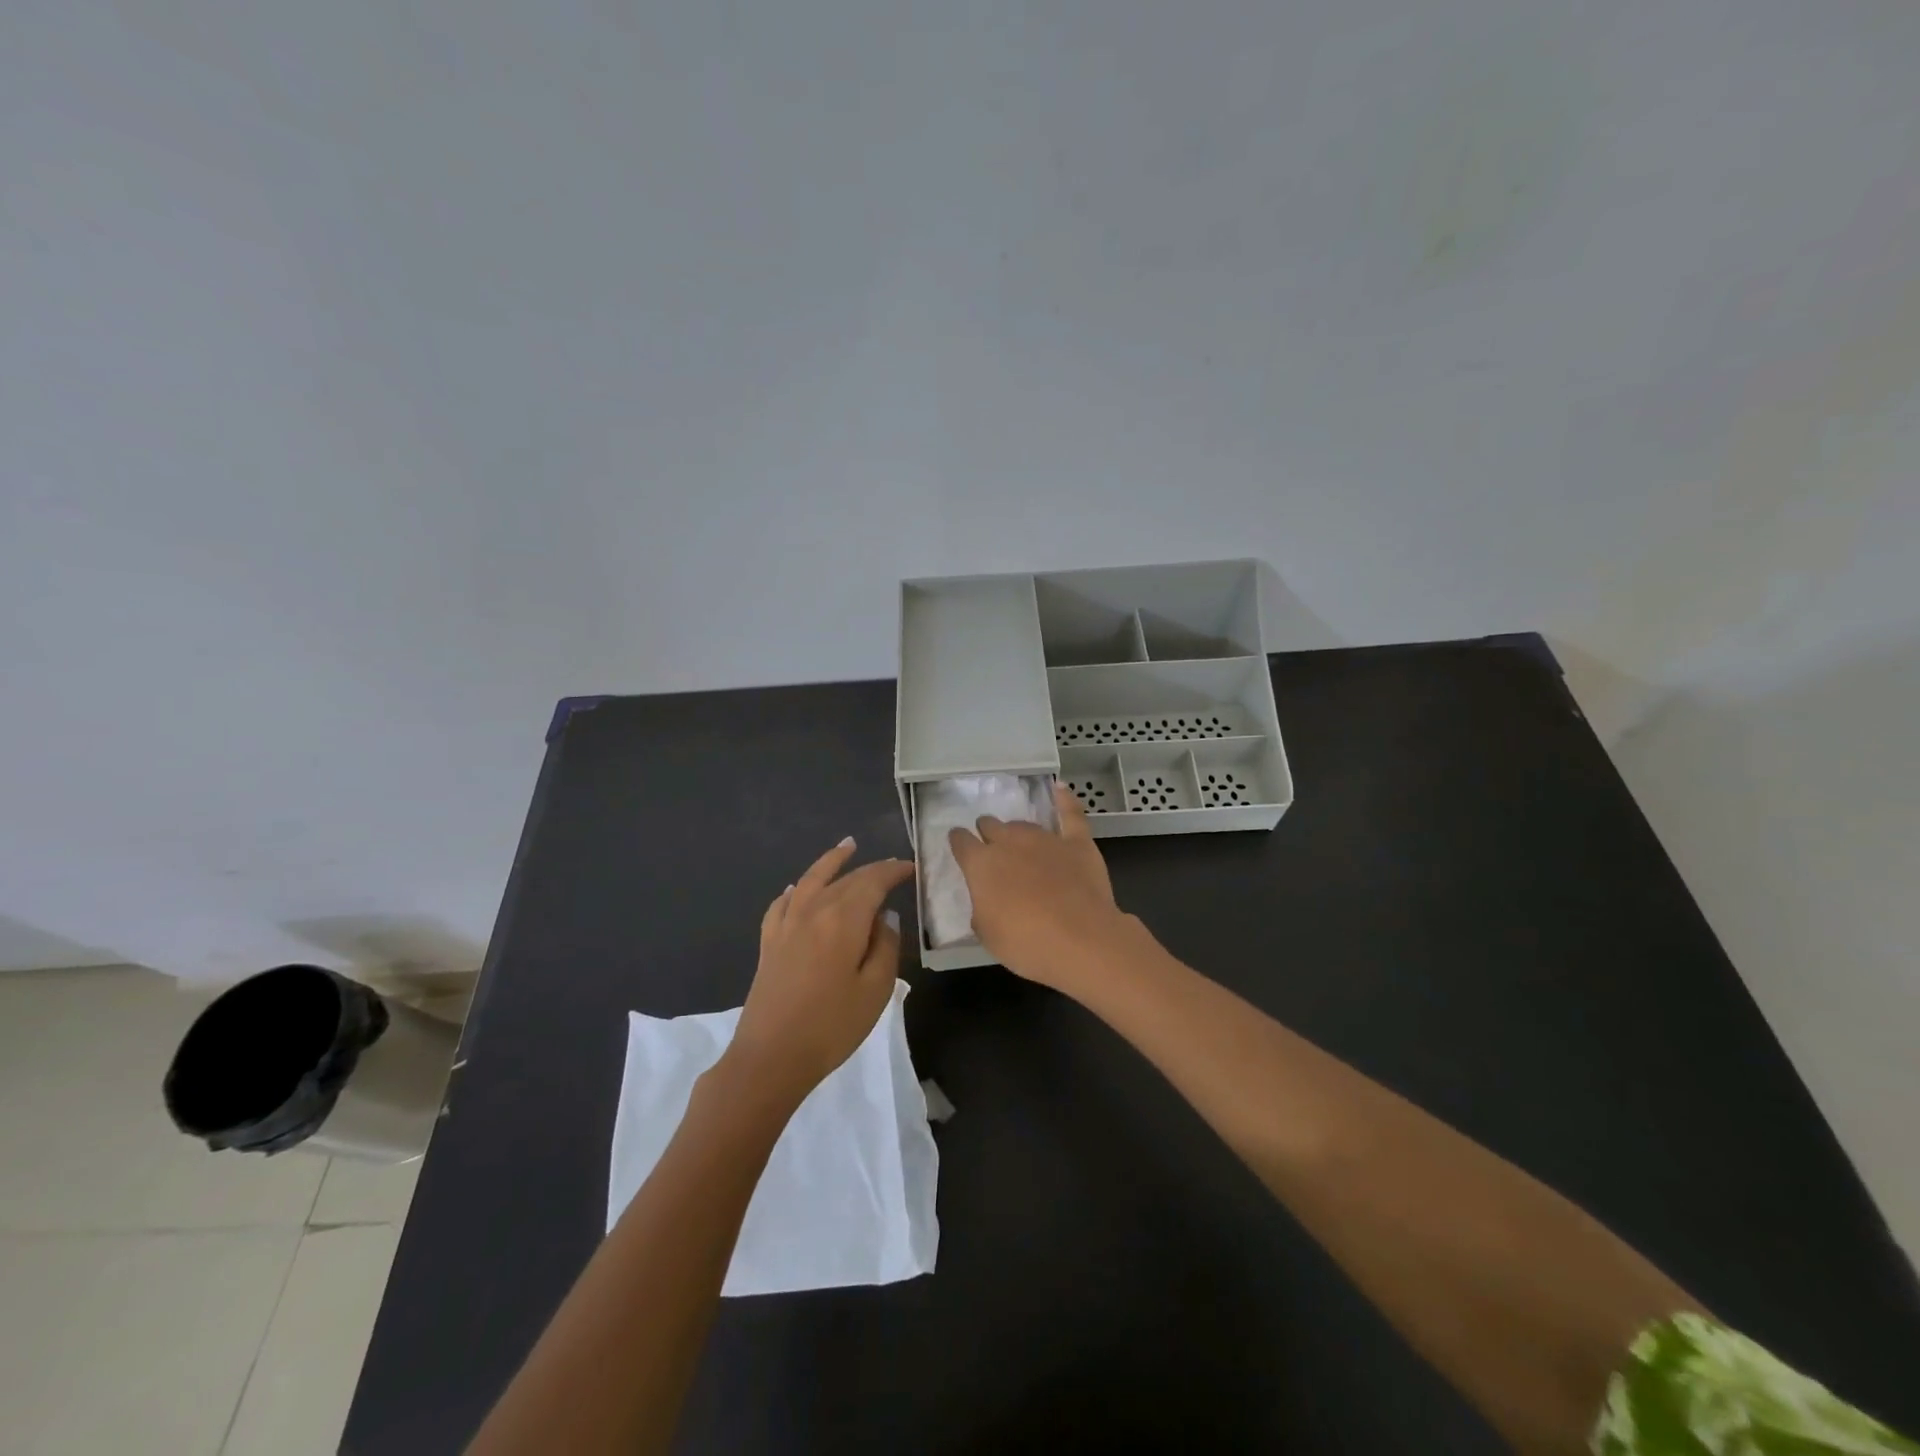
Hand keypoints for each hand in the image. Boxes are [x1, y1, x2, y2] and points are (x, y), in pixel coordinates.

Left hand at [725, 839, 913, 1105]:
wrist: (770, 1057)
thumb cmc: (832, 1026)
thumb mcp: (875, 989)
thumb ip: (885, 946)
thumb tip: (884, 916)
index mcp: (843, 919)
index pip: (872, 882)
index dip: (893, 871)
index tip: (911, 867)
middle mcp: (813, 910)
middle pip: (845, 879)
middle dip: (871, 869)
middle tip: (891, 865)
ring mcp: (787, 925)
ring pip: (811, 880)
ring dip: (831, 861)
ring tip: (847, 846)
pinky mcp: (769, 943)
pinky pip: (783, 903)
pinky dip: (795, 890)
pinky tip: (798, 888)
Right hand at [947, 783, 1131, 991]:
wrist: (1081, 939)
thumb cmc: (1026, 943)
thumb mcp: (988, 934)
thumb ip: (982, 909)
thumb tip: (986, 901)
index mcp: (981, 864)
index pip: (961, 842)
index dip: (959, 842)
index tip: (959, 845)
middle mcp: (1009, 842)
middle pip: (991, 826)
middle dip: (987, 833)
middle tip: (992, 849)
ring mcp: (1045, 839)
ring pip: (1023, 825)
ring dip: (1016, 831)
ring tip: (1018, 841)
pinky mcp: (1076, 842)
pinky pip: (1070, 814)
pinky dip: (1064, 800)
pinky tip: (1059, 787)